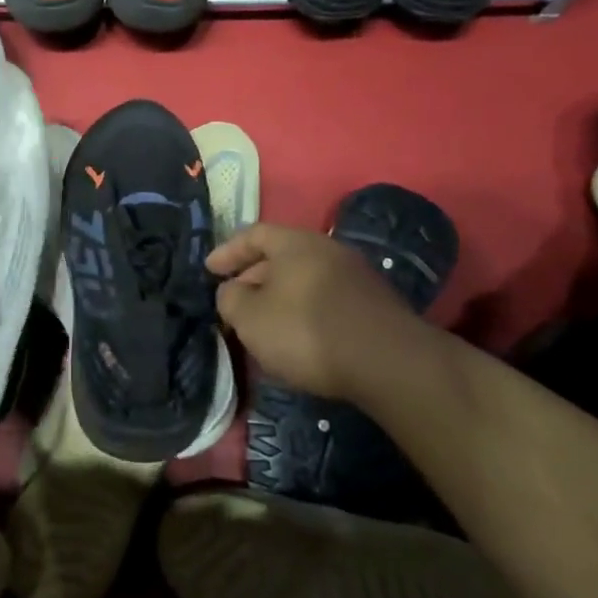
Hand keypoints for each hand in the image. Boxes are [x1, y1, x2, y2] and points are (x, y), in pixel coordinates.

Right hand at [207, 223, 421, 403]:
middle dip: (253, 278)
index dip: (228, 251)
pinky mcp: (373, 306)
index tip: (210, 270)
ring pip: (304, 280)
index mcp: (295, 243)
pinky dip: (304, 312)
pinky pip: (325, 300)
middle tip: (233, 301)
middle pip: (281, 257)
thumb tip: (232, 291)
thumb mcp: (249, 317)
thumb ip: (230, 299)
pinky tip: (297, 338)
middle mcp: (328, 250)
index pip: (254, 234)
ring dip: (280, 298)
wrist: (387, 363)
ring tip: (262, 323)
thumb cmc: (306, 331)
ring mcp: (356, 276)